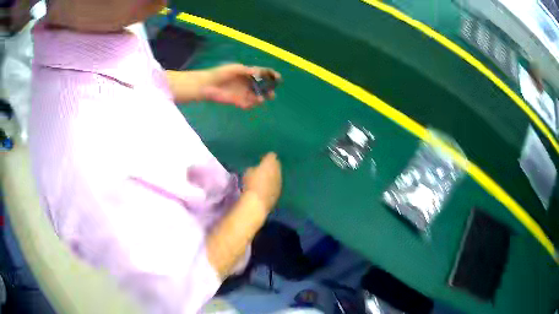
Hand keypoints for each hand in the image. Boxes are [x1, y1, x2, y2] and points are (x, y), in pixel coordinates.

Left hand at [202, 64, 280, 108]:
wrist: (207, 85)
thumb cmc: (219, 74)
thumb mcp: (233, 69)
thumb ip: (245, 70)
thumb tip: (257, 71)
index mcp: (248, 73)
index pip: (263, 74)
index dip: (271, 76)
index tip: (278, 78)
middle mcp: (248, 83)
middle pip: (263, 88)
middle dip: (269, 91)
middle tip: (272, 94)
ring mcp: (243, 93)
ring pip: (257, 97)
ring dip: (260, 99)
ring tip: (259, 99)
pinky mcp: (238, 101)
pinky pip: (247, 105)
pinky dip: (250, 105)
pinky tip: (248, 104)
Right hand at [242, 152, 281, 210]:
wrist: (258, 201)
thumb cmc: (251, 184)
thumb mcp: (248, 173)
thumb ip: (254, 169)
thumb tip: (256, 170)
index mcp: (270, 162)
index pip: (271, 156)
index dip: (266, 158)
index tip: (261, 160)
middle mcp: (278, 170)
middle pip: (276, 165)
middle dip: (271, 166)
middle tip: (263, 169)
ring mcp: (280, 181)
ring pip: (277, 175)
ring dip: (272, 176)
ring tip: (264, 180)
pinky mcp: (279, 191)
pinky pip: (276, 184)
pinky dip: (272, 185)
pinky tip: (266, 188)